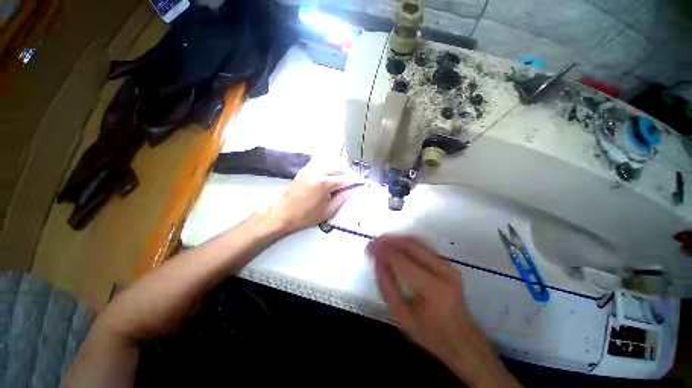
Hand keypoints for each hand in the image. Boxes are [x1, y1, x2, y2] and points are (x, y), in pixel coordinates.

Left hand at [266, 159, 362, 233]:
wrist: (283, 213)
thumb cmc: (305, 216)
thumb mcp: (327, 211)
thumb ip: (341, 199)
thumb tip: (351, 191)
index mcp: (324, 184)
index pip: (345, 178)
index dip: (354, 181)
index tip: (360, 183)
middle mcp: (318, 172)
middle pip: (339, 166)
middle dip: (348, 172)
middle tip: (352, 180)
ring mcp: (310, 168)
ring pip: (330, 160)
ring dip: (339, 166)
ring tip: (343, 175)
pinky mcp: (305, 169)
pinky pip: (320, 160)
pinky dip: (328, 163)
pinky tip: (330, 171)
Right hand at [368, 235, 520, 387]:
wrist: (464, 340)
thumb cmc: (431, 334)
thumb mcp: (403, 317)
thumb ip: (387, 287)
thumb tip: (377, 262)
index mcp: (432, 289)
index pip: (401, 260)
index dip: (383, 251)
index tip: (369, 248)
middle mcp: (443, 272)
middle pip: (411, 245)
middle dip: (389, 240)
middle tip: (374, 242)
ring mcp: (448, 266)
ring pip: (418, 242)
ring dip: (397, 239)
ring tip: (382, 242)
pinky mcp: (448, 265)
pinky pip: (424, 247)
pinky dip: (407, 242)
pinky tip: (396, 246)